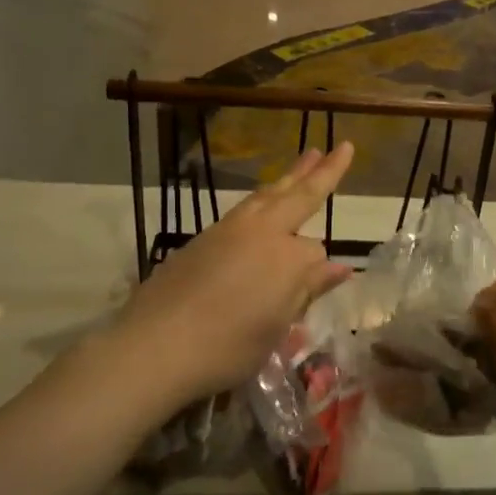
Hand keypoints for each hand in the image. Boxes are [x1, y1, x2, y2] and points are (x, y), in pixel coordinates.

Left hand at [112, 144, 355, 404]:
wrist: (154, 347)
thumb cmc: (226, 347)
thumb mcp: (276, 327)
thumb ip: (307, 290)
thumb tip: (340, 267)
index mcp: (287, 256)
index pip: (316, 250)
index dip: (319, 271)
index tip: (316, 289)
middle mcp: (260, 232)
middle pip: (297, 196)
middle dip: (321, 171)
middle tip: (341, 147)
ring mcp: (227, 231)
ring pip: (266, 195)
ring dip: (289, 177)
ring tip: (306, 158)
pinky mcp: (201, 239)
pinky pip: (244, 208)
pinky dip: (262, 198)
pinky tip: (264, 203)